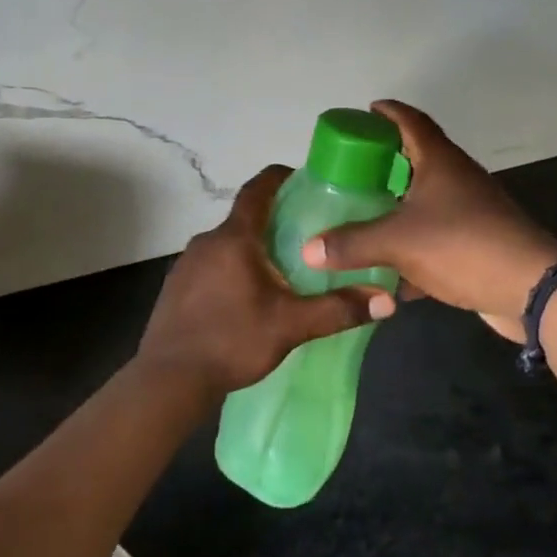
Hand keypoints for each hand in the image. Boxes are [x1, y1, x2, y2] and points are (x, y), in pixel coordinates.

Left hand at [137, 165, 394, 396]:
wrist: (169, 379)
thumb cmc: (232, 341)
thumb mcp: (291, 326)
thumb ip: (338, 310)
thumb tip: (386, 300)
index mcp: (234, 238)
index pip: (257, 189)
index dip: (280, 177)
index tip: (303, 178)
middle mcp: (207, 241)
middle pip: (245, 217)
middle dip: (275, 219)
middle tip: (307, 233)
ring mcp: (186, 263)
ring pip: (228, 243)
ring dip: (254, 247)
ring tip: (283, 267)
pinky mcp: (177, 286)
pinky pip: (212, 264)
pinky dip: (234, 267)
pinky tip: (248, 295)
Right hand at [302, 100, 556, 342]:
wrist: (531, 289)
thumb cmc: (463, 246)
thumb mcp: (398, 242)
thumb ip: (351, 244)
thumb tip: (308, 249)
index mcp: (440, 162)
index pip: (411, 121)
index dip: (388, 113)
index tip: (365, 112)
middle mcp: (456, 179)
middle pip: (416, 159)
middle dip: (384, 162)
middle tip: (350, 169)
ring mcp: (469, 212)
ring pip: (424, 200)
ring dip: (396, 205)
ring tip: (360, 212)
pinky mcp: (474, 243)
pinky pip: (433, 236)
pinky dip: (410, 246)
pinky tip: (386, 268)